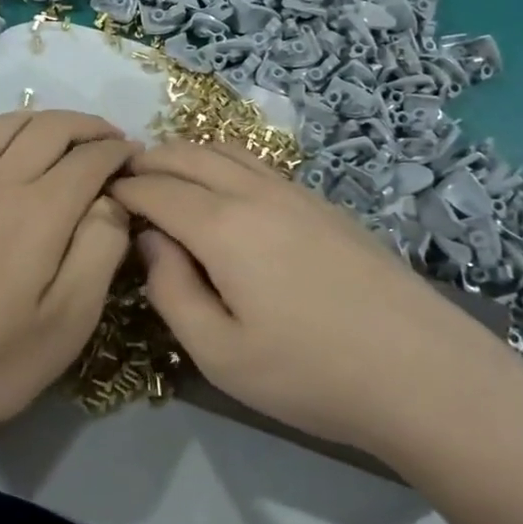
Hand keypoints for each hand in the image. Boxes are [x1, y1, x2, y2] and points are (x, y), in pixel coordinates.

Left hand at [0, 109, 136, 441]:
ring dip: (53, 120)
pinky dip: (18, 131)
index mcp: (39, 210)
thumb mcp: (68, 319)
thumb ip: (100, 249)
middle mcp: (2, 184)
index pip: (90, 158)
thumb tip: (113, 200)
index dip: (122, 153)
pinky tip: (26, 155)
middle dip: (92, 126)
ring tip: (76, 139)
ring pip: (14, 125)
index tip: (143, 161)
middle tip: (118, 144)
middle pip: (52, 127)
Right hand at [111, 142, 522, 462]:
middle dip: (151, 160)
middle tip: (125, 177)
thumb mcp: (220, 353)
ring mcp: (297, 193)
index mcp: (223, 226)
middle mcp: (257, 192)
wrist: (420, 371)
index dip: (124, 189)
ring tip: (169, 177)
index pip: (157, 190)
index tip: (101, 195)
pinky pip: (259, 165)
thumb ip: (172, 291)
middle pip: (190, 155)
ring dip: (189, 154)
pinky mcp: (325, 205)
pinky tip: (225, 191)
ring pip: (229, 150)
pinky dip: (225, 163)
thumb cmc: (310, 373)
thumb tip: (153, 241)